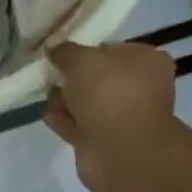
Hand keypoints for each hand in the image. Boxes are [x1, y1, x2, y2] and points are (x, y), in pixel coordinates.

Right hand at [42, 41, 177, 191]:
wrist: (121, 149)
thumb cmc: (110, 92)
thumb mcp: (82, 60)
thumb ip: (65, 50)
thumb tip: (53, 42)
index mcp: (146, 62)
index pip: (114, 49)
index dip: (88, 49)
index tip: (63, 52)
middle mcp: (139, 89)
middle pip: (99, 79)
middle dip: (73, 78)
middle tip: (50, 73)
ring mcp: (123, 118)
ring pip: (89, 105)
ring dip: (67, 100)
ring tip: (46, 95)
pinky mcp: (105, 143)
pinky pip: (80, 127)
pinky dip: (65, 121)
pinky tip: (48, 116)